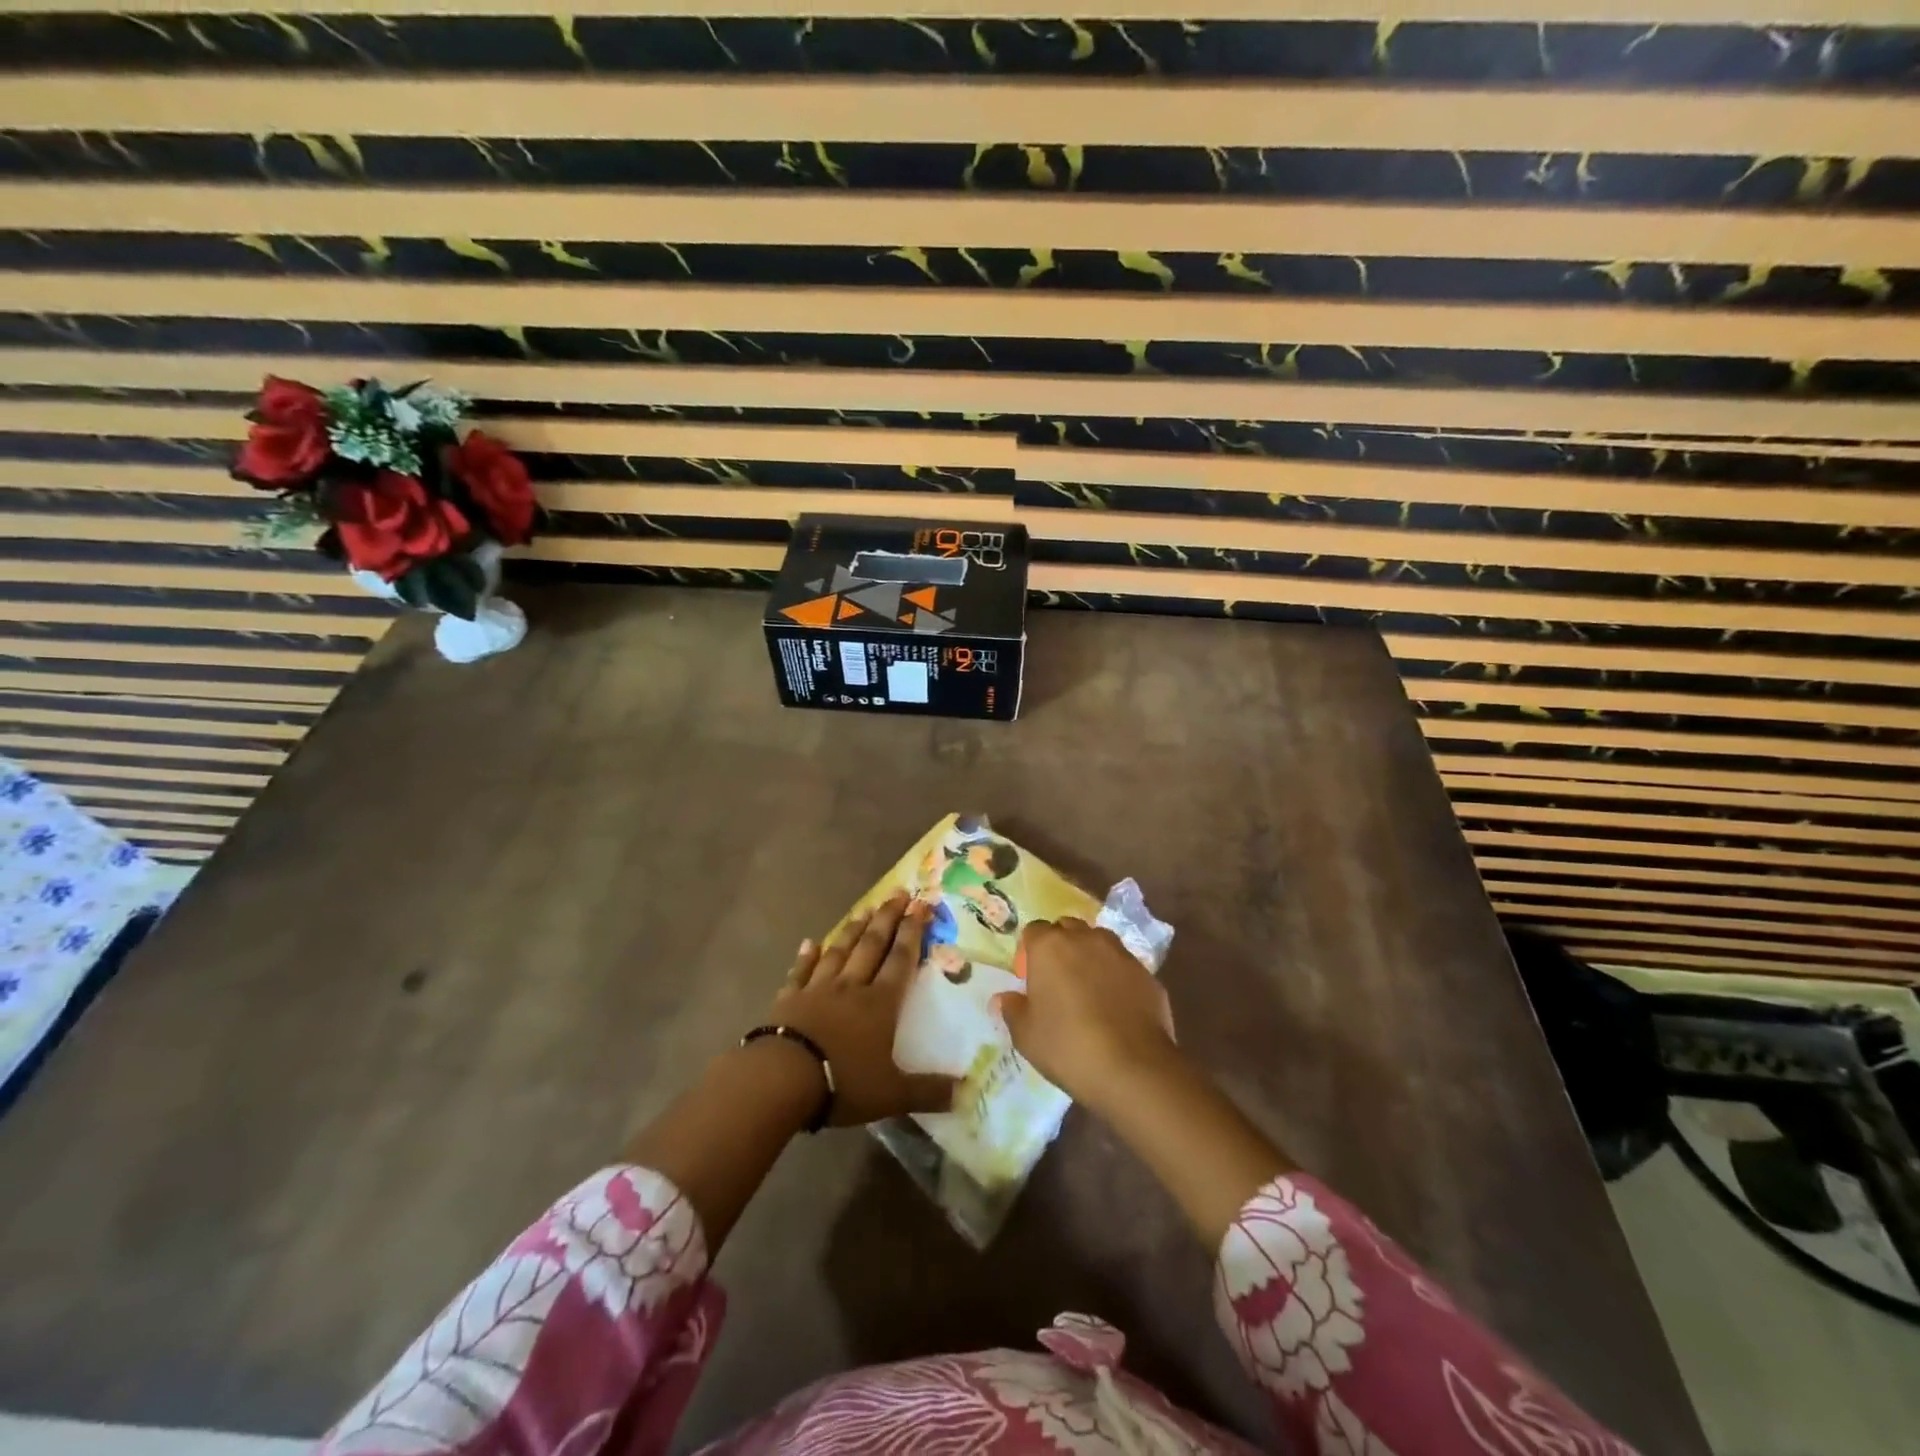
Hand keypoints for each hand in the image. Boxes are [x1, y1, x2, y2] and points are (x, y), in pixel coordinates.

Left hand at [767, 891, 955, 1125]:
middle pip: (872, 945)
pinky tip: (810, 942)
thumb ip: (929, 1091)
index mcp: (880, 1004)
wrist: (782, 1078)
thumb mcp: (893, 1094)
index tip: (921, 906)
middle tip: (898, 893)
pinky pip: (801, 971)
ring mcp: (818, 989)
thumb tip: (968, 1093)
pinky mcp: (789, 999)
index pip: (901, 960)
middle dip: (888, 918)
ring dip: (854, 929)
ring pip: (840, 951)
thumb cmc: (843, 1082)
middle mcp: (852, 987)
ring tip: (865, 909)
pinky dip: (807, 955)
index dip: (913, 932)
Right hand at [994, 918, 1178, 1111]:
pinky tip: (1116, 1006)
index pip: (1034, 930)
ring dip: (1090, 956)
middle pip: (1067, 928)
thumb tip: (1004, 998)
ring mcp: (1120, 953)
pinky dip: (1116, 977)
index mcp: (1050, 947)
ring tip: (1089, 989)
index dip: (1030, 951)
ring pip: (1099, 941)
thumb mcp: (1026, 1036)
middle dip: (1061, 945)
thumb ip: (1012, 1010)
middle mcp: (1085, 939)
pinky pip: (1124, 965)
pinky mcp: (1146, 973)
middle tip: (1058, 979)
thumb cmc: (1068, 1047)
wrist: (1134, 1067)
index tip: (1030, 977)